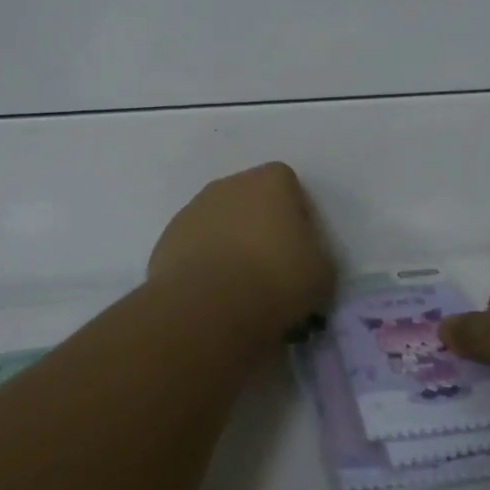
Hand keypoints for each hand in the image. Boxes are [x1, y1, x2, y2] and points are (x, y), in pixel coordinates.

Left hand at [148, 163, 335, 327]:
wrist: (208, 309)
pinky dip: (203, 265)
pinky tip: (212, 296)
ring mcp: (192, 210)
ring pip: (219, 223)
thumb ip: (314, 254)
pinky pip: (194, 248)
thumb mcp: (322, 272)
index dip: (296, 217)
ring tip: (239, 289)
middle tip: (270, 270)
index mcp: (271, 180)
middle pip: (251, 201)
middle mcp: (229, 184)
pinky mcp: (167, 240)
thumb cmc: (277, 280)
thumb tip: (301, 261)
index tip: (299, 250)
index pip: (289, 187)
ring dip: (229, 245)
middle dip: (259, 227)